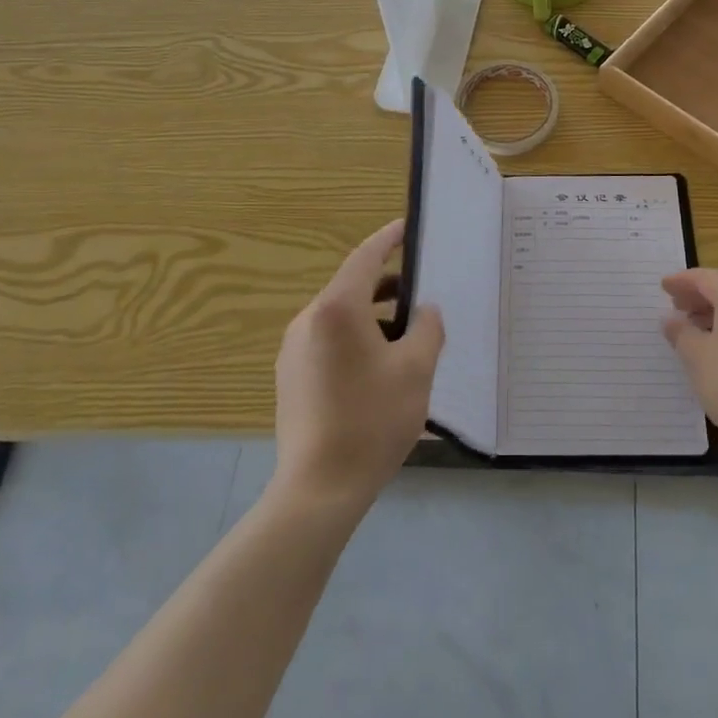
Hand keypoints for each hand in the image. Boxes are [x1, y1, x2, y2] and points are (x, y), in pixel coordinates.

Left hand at [273, 220, 444, 514]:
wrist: (318, 490)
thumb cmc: (372, 420)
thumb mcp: (416, 369)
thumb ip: (427, 328)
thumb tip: (424, 311)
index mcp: (337, 309)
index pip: (365, 257)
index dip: (388, 238)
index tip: (407, 227)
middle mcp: (308, 320)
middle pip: (352, 287)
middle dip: (388, 285)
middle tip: (422, 292)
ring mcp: (294, 350)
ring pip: (340, 317)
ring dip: (374, 315)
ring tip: (407, 334)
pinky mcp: (291, 377)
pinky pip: (328, 341)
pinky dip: (356, 338)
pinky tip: (380, 367)